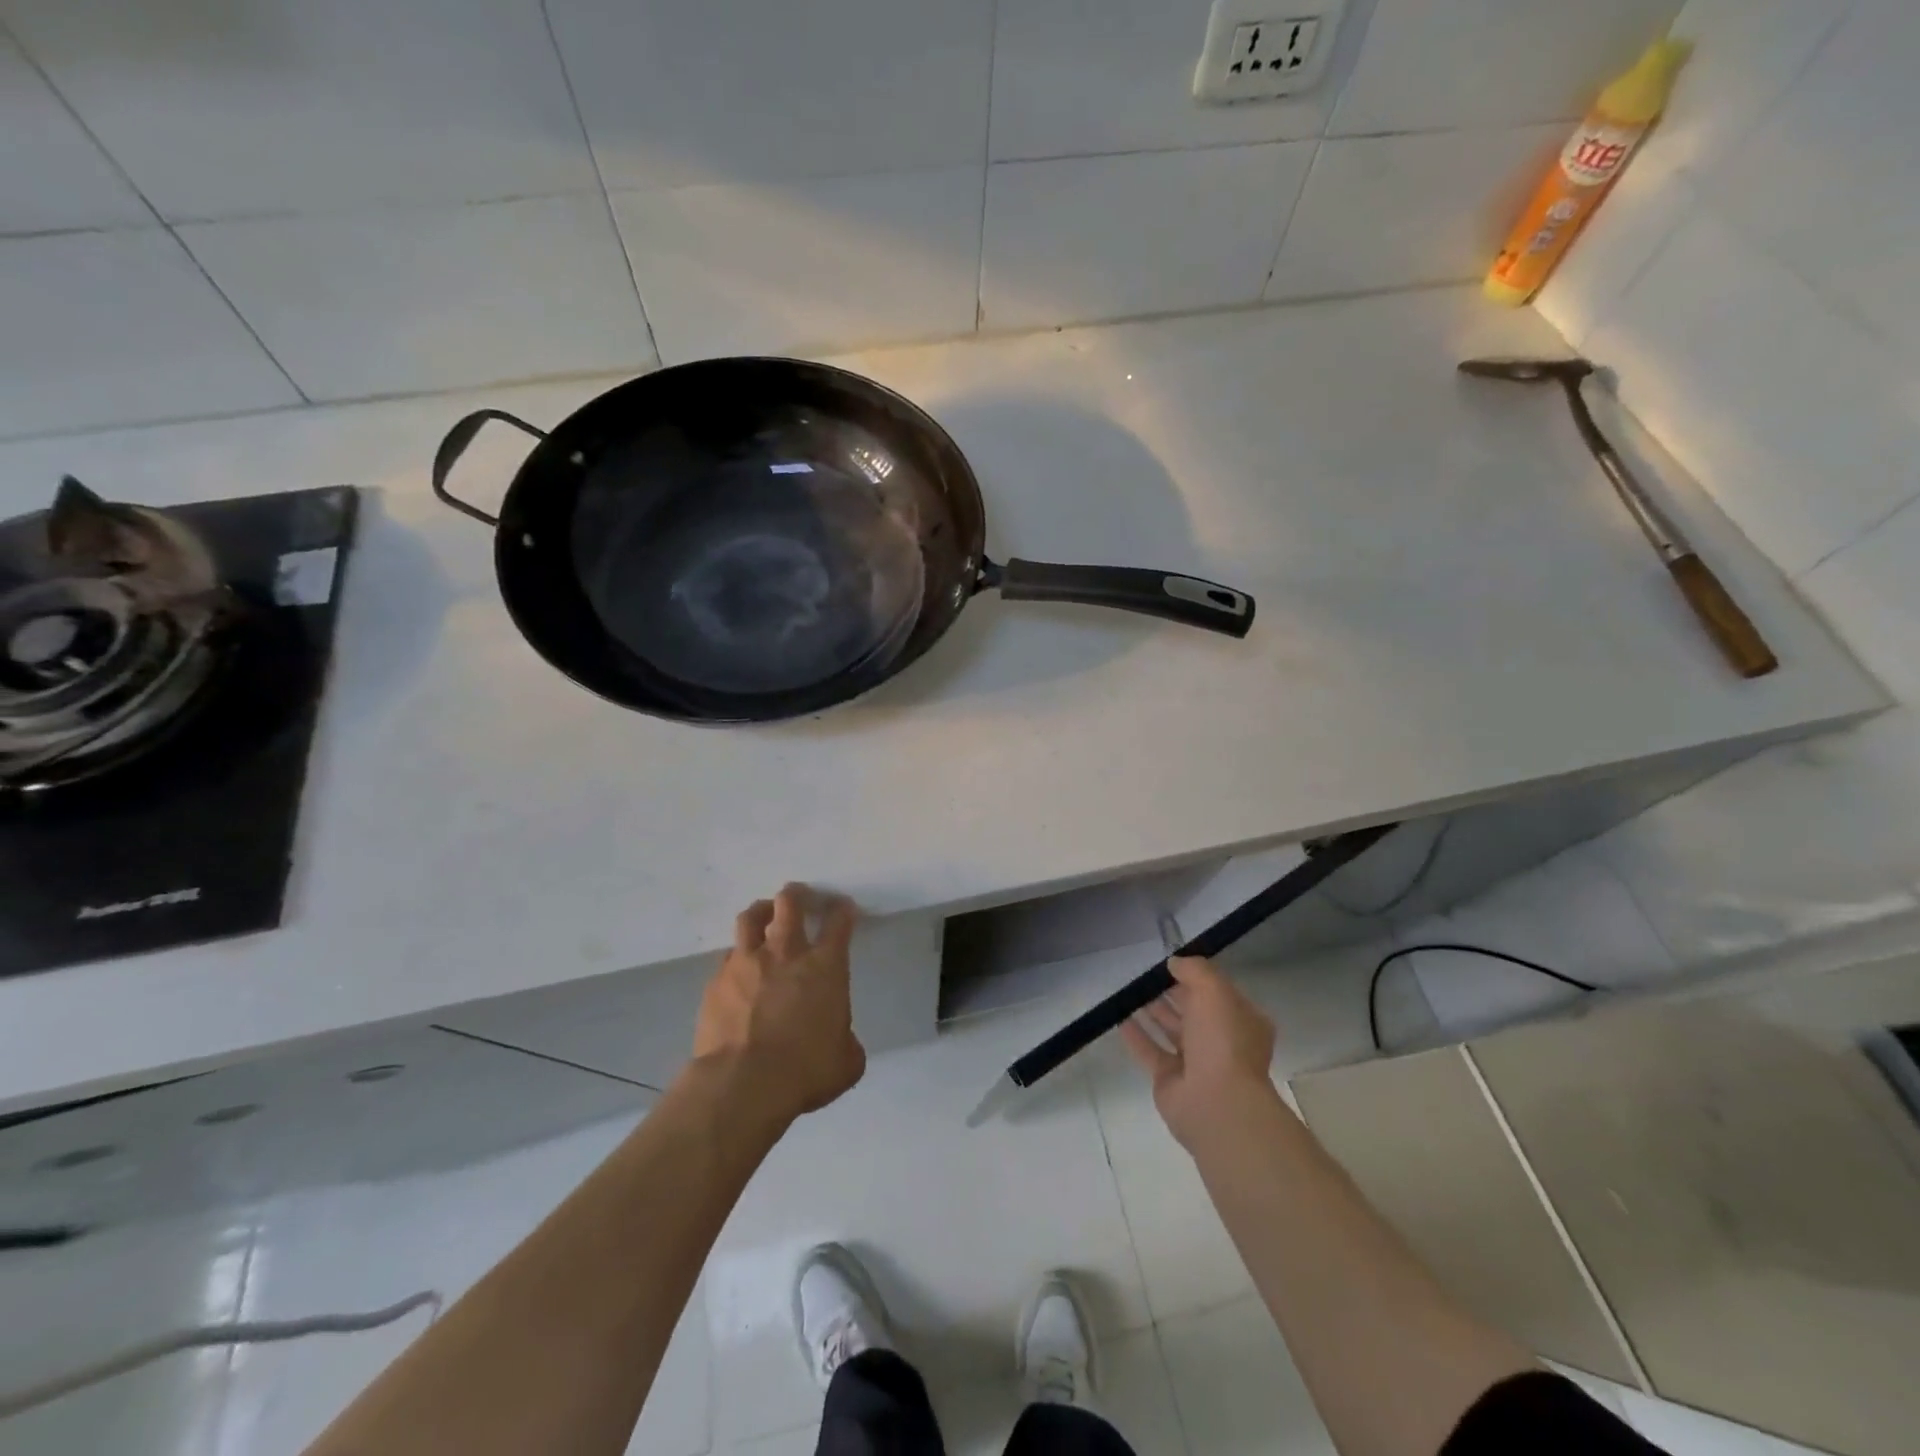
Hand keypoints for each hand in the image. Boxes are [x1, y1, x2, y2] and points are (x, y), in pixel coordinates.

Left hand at [694, 884, 865, 1123]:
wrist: (742, 1085)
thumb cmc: (805, 1071)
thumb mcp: (846, 1061)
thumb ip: (846, 1041)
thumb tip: (839, 1040)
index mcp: (825, 966)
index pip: (839, 922)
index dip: (843, 910)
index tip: (843, 908)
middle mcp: (786, 953)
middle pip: (790, 903)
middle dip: (797, 894)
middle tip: (800, 897)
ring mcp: (746, 963)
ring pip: (751, 917)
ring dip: (761, 912)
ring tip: (764, 915)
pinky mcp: (717, 981)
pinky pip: (728, 956)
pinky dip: (738, 957)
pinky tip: (740, 970)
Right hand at [1120, 956, 1280, 1148]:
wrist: (1216, 1104)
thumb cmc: (1223, 1040)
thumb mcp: (1214, 990)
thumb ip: (1194, 970)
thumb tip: (1175, 963)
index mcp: (1242, 1022)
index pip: (1219, 993)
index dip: (1197, 977)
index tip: (1172, 963)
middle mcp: (1222, 1042)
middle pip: (1194, 1011)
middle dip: (1173, 993)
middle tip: (1147, 975)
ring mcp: (1196, 1064)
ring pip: (1171, 1030)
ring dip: (1153, 1011)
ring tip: (1130, 991)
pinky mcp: (1170, 1080)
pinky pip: (1150, 1051)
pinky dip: (1136, 1035)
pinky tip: (1119, 1017)